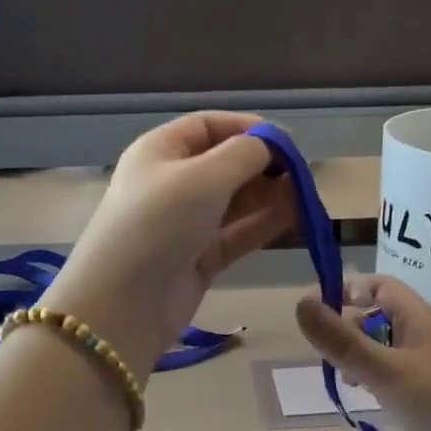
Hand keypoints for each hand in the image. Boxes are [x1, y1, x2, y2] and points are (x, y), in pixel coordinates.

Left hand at [42, 112, 295, 374]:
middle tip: (303, 173)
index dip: (247, 128)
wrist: (124, 303)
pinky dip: (263, 224)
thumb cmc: (159, 223)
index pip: (207, 126)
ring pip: (234, 202)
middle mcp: (171, 184)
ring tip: (306, 194)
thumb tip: (271, 144)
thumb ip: (244, 154)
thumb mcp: (204, 177)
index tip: (287, 140)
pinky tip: (295, 217)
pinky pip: (236, 234)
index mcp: (160, 152)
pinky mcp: (198, 260)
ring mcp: (185, 225)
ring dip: (268, 196)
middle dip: (263, 165)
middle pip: (224, 165)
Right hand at [295, 275, 430, 430]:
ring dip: (360, 357)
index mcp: (421, 320)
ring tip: (345, 380)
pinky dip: (375, 383)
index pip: (381, 286)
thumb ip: (343, 342)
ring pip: (386, 351)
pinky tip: (367, 402)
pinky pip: (395, 380)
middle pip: (381, 318)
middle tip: (327, 354)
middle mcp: (426, 340)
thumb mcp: (389, 372)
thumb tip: (300, 302)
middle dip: (349, 328)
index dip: (349, 290)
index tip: (318, 313)